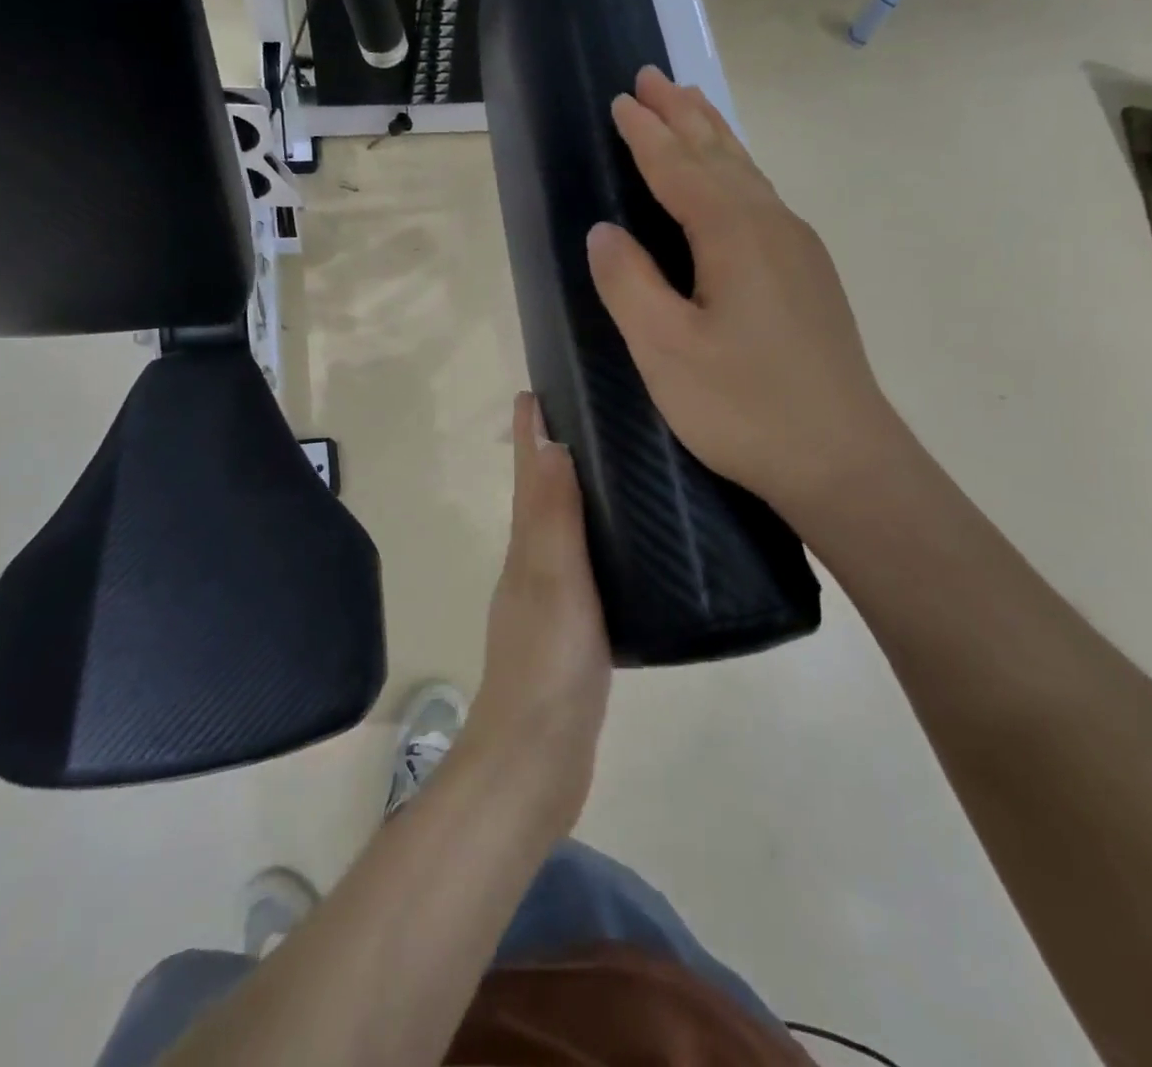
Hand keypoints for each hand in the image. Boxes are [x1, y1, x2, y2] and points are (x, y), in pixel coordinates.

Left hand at [463, 393, 612, 838]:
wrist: (537, 762)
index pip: (528, 475)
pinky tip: (625, 548)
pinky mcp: (572, 631)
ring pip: (562, 530)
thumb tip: (548, 442)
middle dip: (553, 453)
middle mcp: (532, 566)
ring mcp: (550, 600)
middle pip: (541, 495)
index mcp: (526, 548)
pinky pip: (584, 567)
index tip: (537, 388)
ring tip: (611, 468)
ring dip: (575, 495)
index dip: (529, 432)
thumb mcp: (553, 580)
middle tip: (587, 416)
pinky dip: (595, 542)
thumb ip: (552, 516)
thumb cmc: (548, 664)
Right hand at [586, 67, 907, 531]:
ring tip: (692, 107)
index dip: (646, 135)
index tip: (621, 100)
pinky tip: (735, 186)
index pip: (678, 167)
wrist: (843, 459)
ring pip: (749, 176)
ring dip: (714, 138)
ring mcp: (800, 252)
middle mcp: (772, 227)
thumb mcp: (666, 349)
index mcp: (734, 234)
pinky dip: (737, 175)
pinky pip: (763, 202)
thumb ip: (629, 283)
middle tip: (654, 78)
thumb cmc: (744, 406)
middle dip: (683, 115)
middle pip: (721, 156)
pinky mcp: (810, 280)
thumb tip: (603, 232)